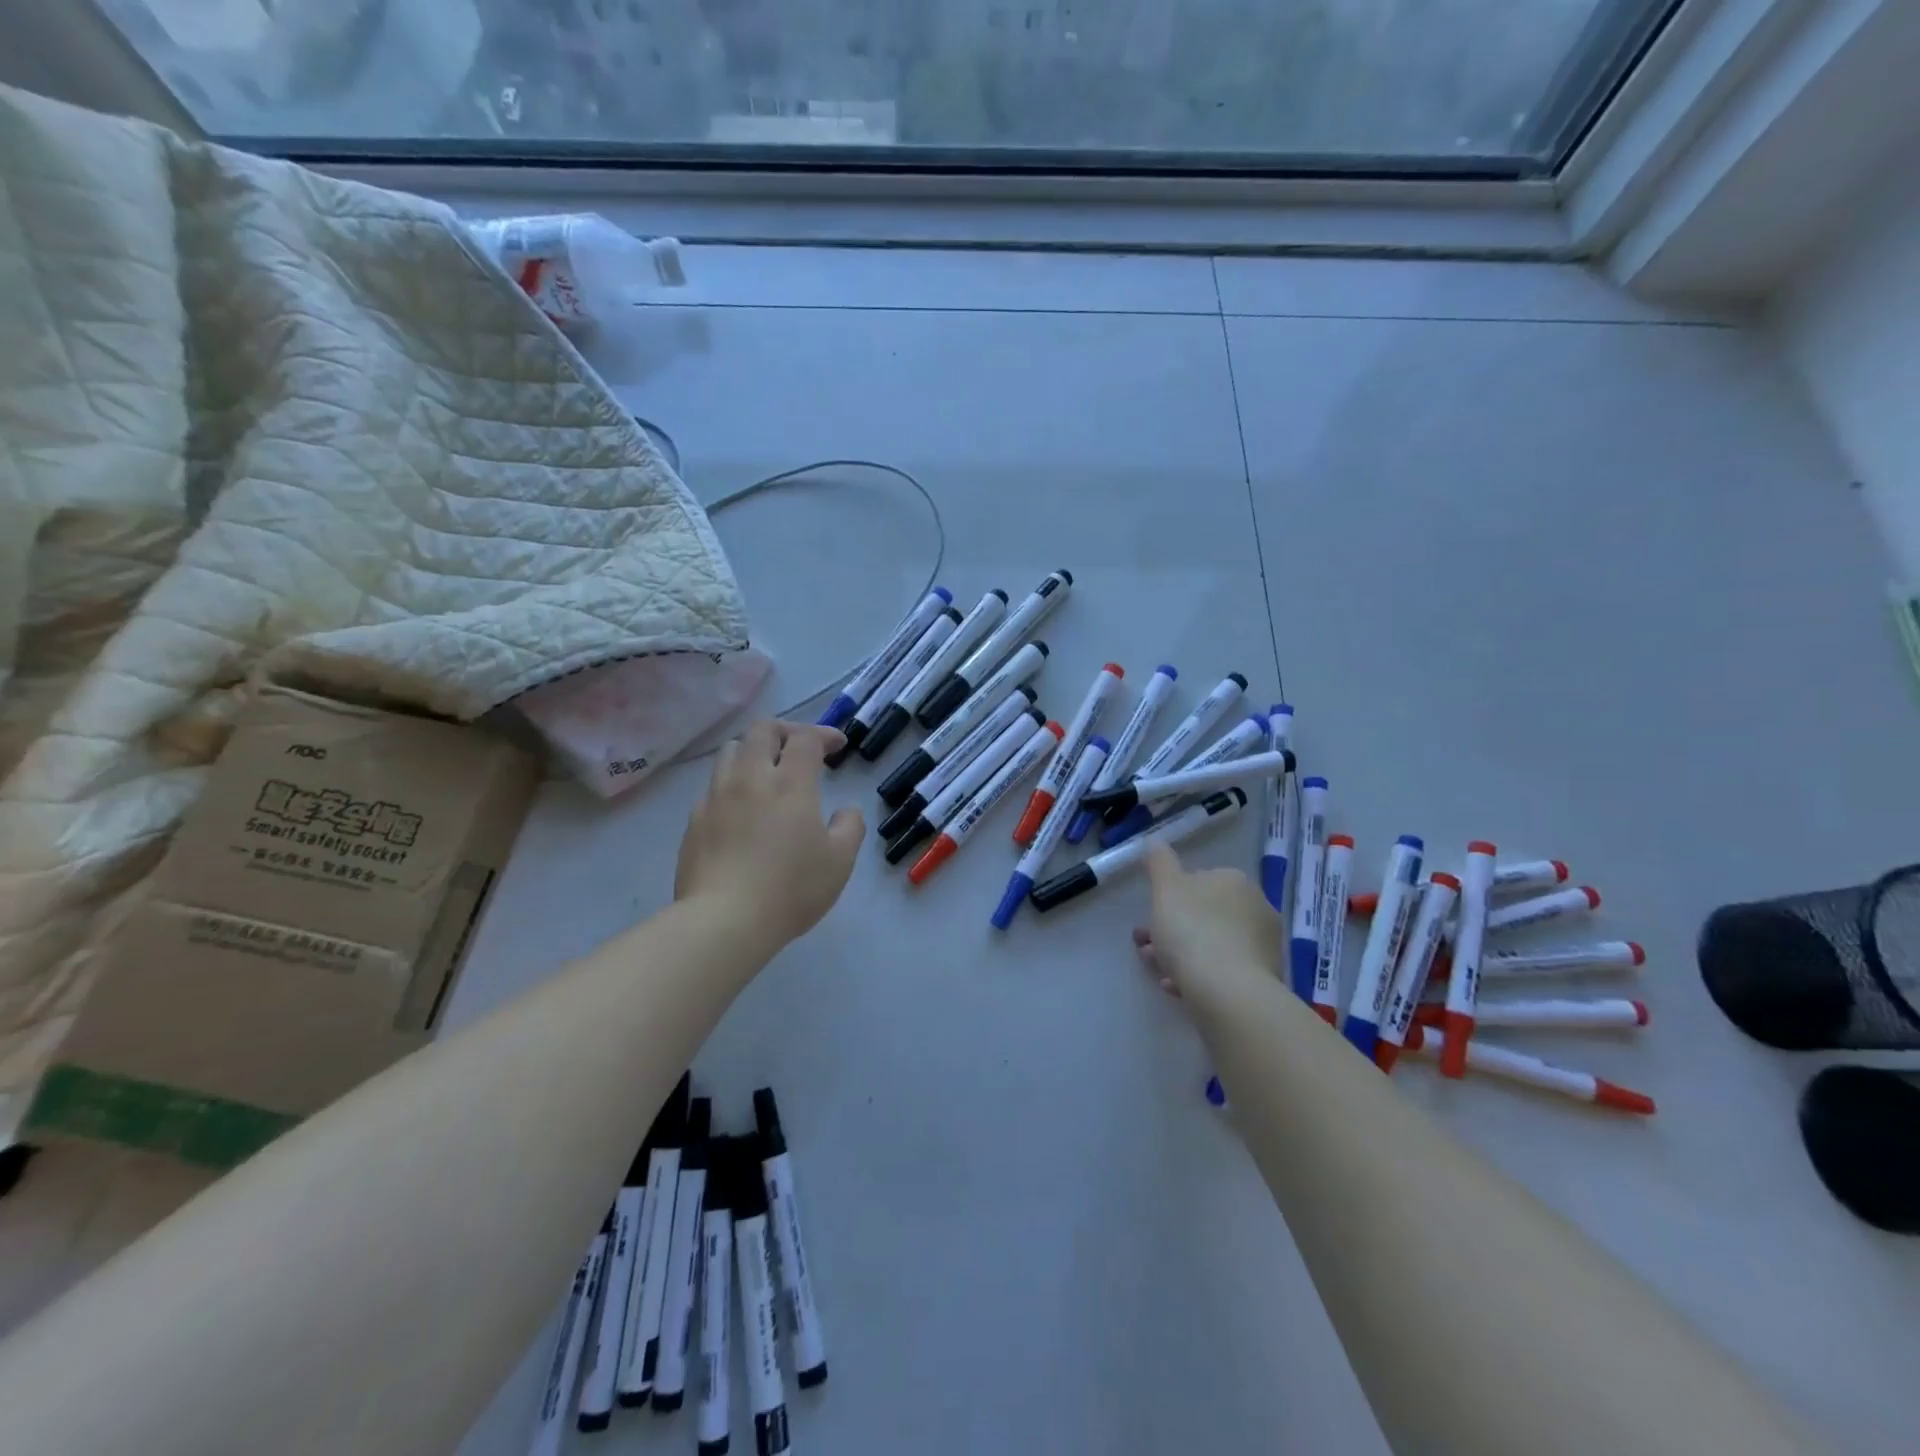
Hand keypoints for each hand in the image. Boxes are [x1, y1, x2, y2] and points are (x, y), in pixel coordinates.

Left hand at [675, 721, 863, 948]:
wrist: (723, 921)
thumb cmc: (790, 889)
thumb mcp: (840, 861)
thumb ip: (849, 827)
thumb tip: (845, 811)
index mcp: (790, 783)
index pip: (805, 738)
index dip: (824, 734)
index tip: (837, 745)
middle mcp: (750, 779)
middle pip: (762, 730)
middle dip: (785, 731)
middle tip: (800, 749)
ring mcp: (716, 798)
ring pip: (731, 752)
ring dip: (753, 751)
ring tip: (766, 772)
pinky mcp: (694, 821)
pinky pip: (713, 787)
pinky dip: (733, 786)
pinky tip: (741, 811)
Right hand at [1135, 841, 1282, 1007]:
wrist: (1228, 991)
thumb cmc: (1192, 930)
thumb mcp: (1165, 888)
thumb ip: (1159, 862)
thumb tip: (1156, 841)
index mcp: (1234, 880)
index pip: (1198, 881)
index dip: (1169, 899)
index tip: (1149, 917)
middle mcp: (1256, 907)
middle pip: (1204, 915)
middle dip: (1172, 929)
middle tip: (1146, 947)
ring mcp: (1264, 944)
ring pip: (1212, 944)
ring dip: (1181, 954)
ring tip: (1158, 972)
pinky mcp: (1265, 978)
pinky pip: (1224, 970)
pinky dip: (1200, 975)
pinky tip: (1178, 987)